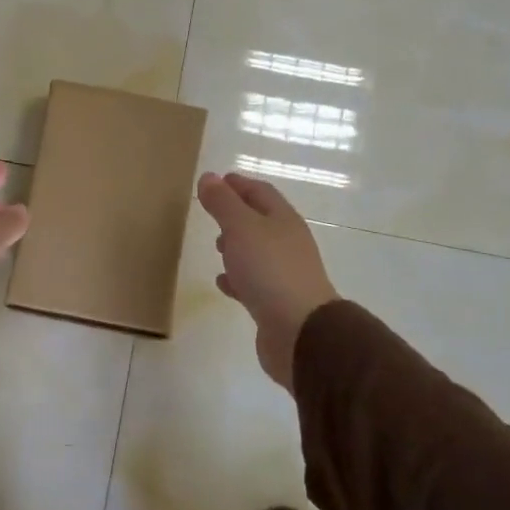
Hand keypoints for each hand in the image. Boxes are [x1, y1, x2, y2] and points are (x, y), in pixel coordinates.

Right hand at [196, 172, 338, 391]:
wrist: (300, 332)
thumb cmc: (270, 270)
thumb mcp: (241, 228)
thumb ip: (223, 203)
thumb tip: (208, 177)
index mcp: (283, 220)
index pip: (260, 192)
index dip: (238, 184)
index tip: (216, 181)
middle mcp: (288, 243)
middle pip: (261, 221)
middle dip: (237, 214)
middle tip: (213, 213)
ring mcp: (285, 274)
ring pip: (257, 252)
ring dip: (237, 246)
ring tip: (216, 247)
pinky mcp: (277, 303)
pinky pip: (254, 282)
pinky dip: (238, 278)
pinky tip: (223, 283)